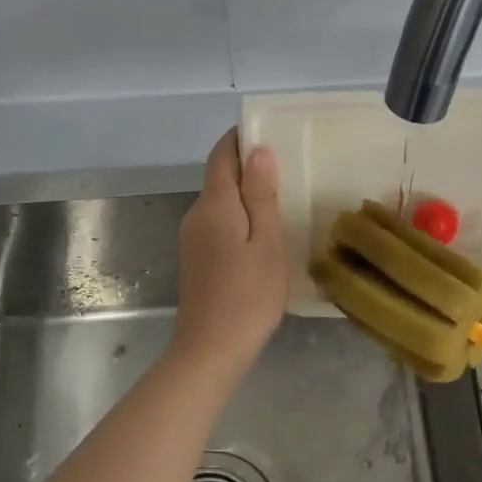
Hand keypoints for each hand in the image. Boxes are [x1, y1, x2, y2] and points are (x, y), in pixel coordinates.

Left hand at [172, 130, 288, 372]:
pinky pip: (218, 223)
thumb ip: (261, 195)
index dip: (241, 138)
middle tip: (289, 165)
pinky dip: (239, 217)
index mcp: (214, 204)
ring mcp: (192, 238)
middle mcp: (197, 214)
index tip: (270, 131)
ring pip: (220, 202)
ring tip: (282, 197)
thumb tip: (258, 151)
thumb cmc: (248, 295)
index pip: (222, 155)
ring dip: (246, 193)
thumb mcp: (267, 242)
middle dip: (248, 165)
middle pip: (219, 177)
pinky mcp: (196, 259)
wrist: (210, 350)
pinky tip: (263, 233)